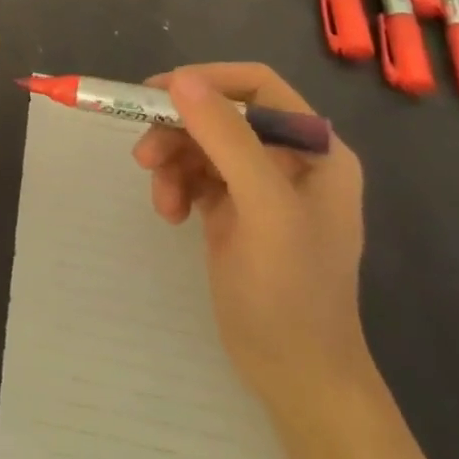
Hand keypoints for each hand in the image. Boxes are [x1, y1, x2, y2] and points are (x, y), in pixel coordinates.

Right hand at [132, 63, 368, 396]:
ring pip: (201, 142)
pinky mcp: (234, 210)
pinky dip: (175, 185)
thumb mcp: (263, 208)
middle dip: (180, 129)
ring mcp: (260, 185)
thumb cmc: (291, 292)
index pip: (257, 85)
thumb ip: (226, 138)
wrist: (296, 379)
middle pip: (221, 113)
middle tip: (144, 153)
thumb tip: (181, 79)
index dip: (208, 80)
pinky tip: (170, 214)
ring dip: (172, 160)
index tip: (160, 94)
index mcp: (314, 148)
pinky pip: (195, 173)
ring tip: (161, 198)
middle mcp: (289, 158)